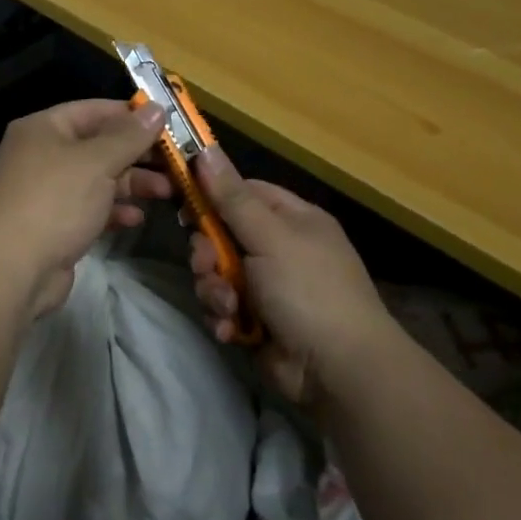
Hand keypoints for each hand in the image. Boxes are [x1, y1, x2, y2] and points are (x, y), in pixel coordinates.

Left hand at [0, 99, 172, 318]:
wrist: (11, 269)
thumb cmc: (55, 201)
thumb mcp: (97, 162)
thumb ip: (130, 136)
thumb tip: (158, 108)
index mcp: (44, 128)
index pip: (93, 110)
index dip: (131, 115)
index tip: (168, 124)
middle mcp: (42, 154)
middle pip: (98, 145)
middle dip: (137, 154)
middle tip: (176, 162)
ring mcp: (47, 191)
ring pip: (97, 179)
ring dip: (131, 184)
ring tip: (167, 192)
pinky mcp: (54, 224)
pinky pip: (90, 208)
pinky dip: (113, 210)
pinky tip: (136, 219)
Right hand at [188, 146, 397, 402]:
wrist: (339, 371)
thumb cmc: (308, 290)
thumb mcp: (269, 236)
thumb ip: (232, 196)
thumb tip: (204, 148)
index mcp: (293, 219)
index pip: (243, 192)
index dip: (212, 195)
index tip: (181, 200)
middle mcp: (280, 248)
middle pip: (222, 234)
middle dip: (208, 253)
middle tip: (206, 265)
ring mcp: (269, 286)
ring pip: (218, 273)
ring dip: (214, 289)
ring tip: (227, 306)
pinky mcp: (257, 320)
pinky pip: (224, 306)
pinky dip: (224, 317)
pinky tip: (232, 330)